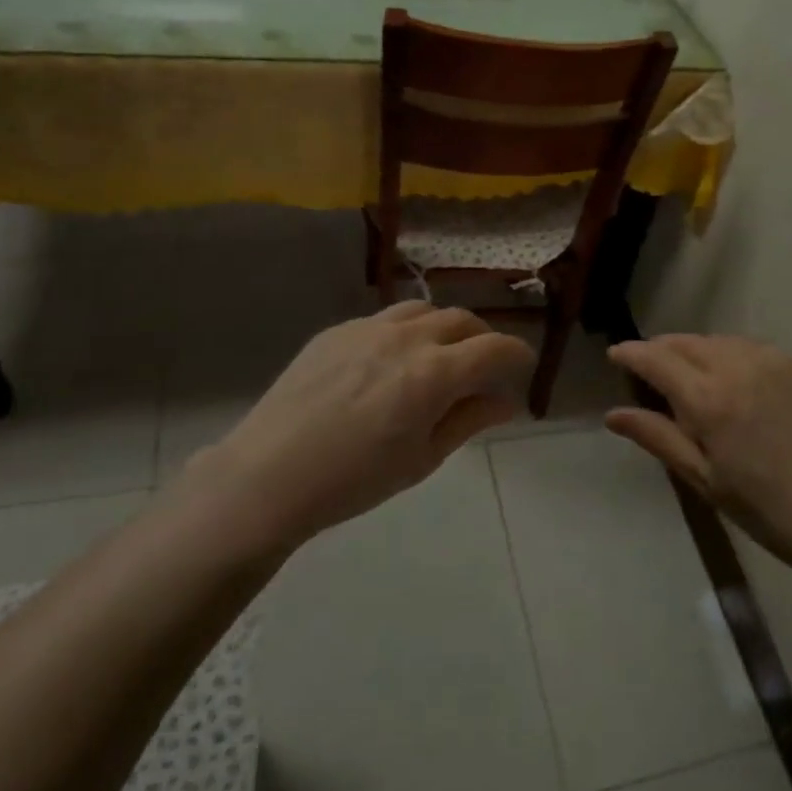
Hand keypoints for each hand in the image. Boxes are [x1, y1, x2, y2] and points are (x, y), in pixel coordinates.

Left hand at [184, 303, 535, 548]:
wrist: (268, 475)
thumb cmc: (355, 480)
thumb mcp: (422, 458)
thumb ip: (468, 420)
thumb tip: (507, 401)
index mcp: (434, 373)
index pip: (495, 348)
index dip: (518, 354)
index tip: (523, 366)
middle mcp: (406, 338)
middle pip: (462, 320)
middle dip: (483, 339)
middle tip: (483, 367)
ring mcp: (368, 328)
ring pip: (423, 310)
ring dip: (444, 328)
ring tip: (440, 355)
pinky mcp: (336, 330)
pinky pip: (384, 318)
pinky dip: (405, 331)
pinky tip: (390, 362)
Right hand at [607, 335, 791, 582]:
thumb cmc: (772, 512)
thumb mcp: (707, 481)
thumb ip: (659, 439)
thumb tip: (613, 415)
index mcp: (709, 398)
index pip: (657, 360)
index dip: (631, 354)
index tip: (614, 355)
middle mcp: (738, 365)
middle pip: (686, 343)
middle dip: (660, 350)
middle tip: (645, 367)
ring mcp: (773, 362)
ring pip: (717, 342)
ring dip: (693, 350)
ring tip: (684, 373)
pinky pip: (748, 347)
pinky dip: (726, 353)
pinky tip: (728, 377)